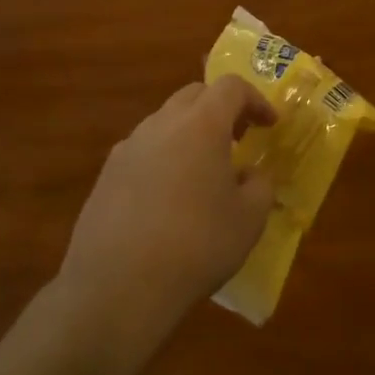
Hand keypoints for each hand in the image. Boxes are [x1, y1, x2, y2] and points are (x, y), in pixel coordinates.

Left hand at [57, 77, 277, 339]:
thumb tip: (248, 174)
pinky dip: (164, 159)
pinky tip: (170, 199)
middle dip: (221, 109)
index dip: (256, 100)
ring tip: (204, 172)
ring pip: (165, 122)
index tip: (269, 125)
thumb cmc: (198, 245)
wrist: (118, 288)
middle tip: (239, 139)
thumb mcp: (250, 217)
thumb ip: (259, 184)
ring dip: (190, 133)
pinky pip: (143, 152)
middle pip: (194, 95)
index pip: (231, 87)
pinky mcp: (105, 177)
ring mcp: (127, 149)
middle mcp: (160, 125)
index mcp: (201, 125)